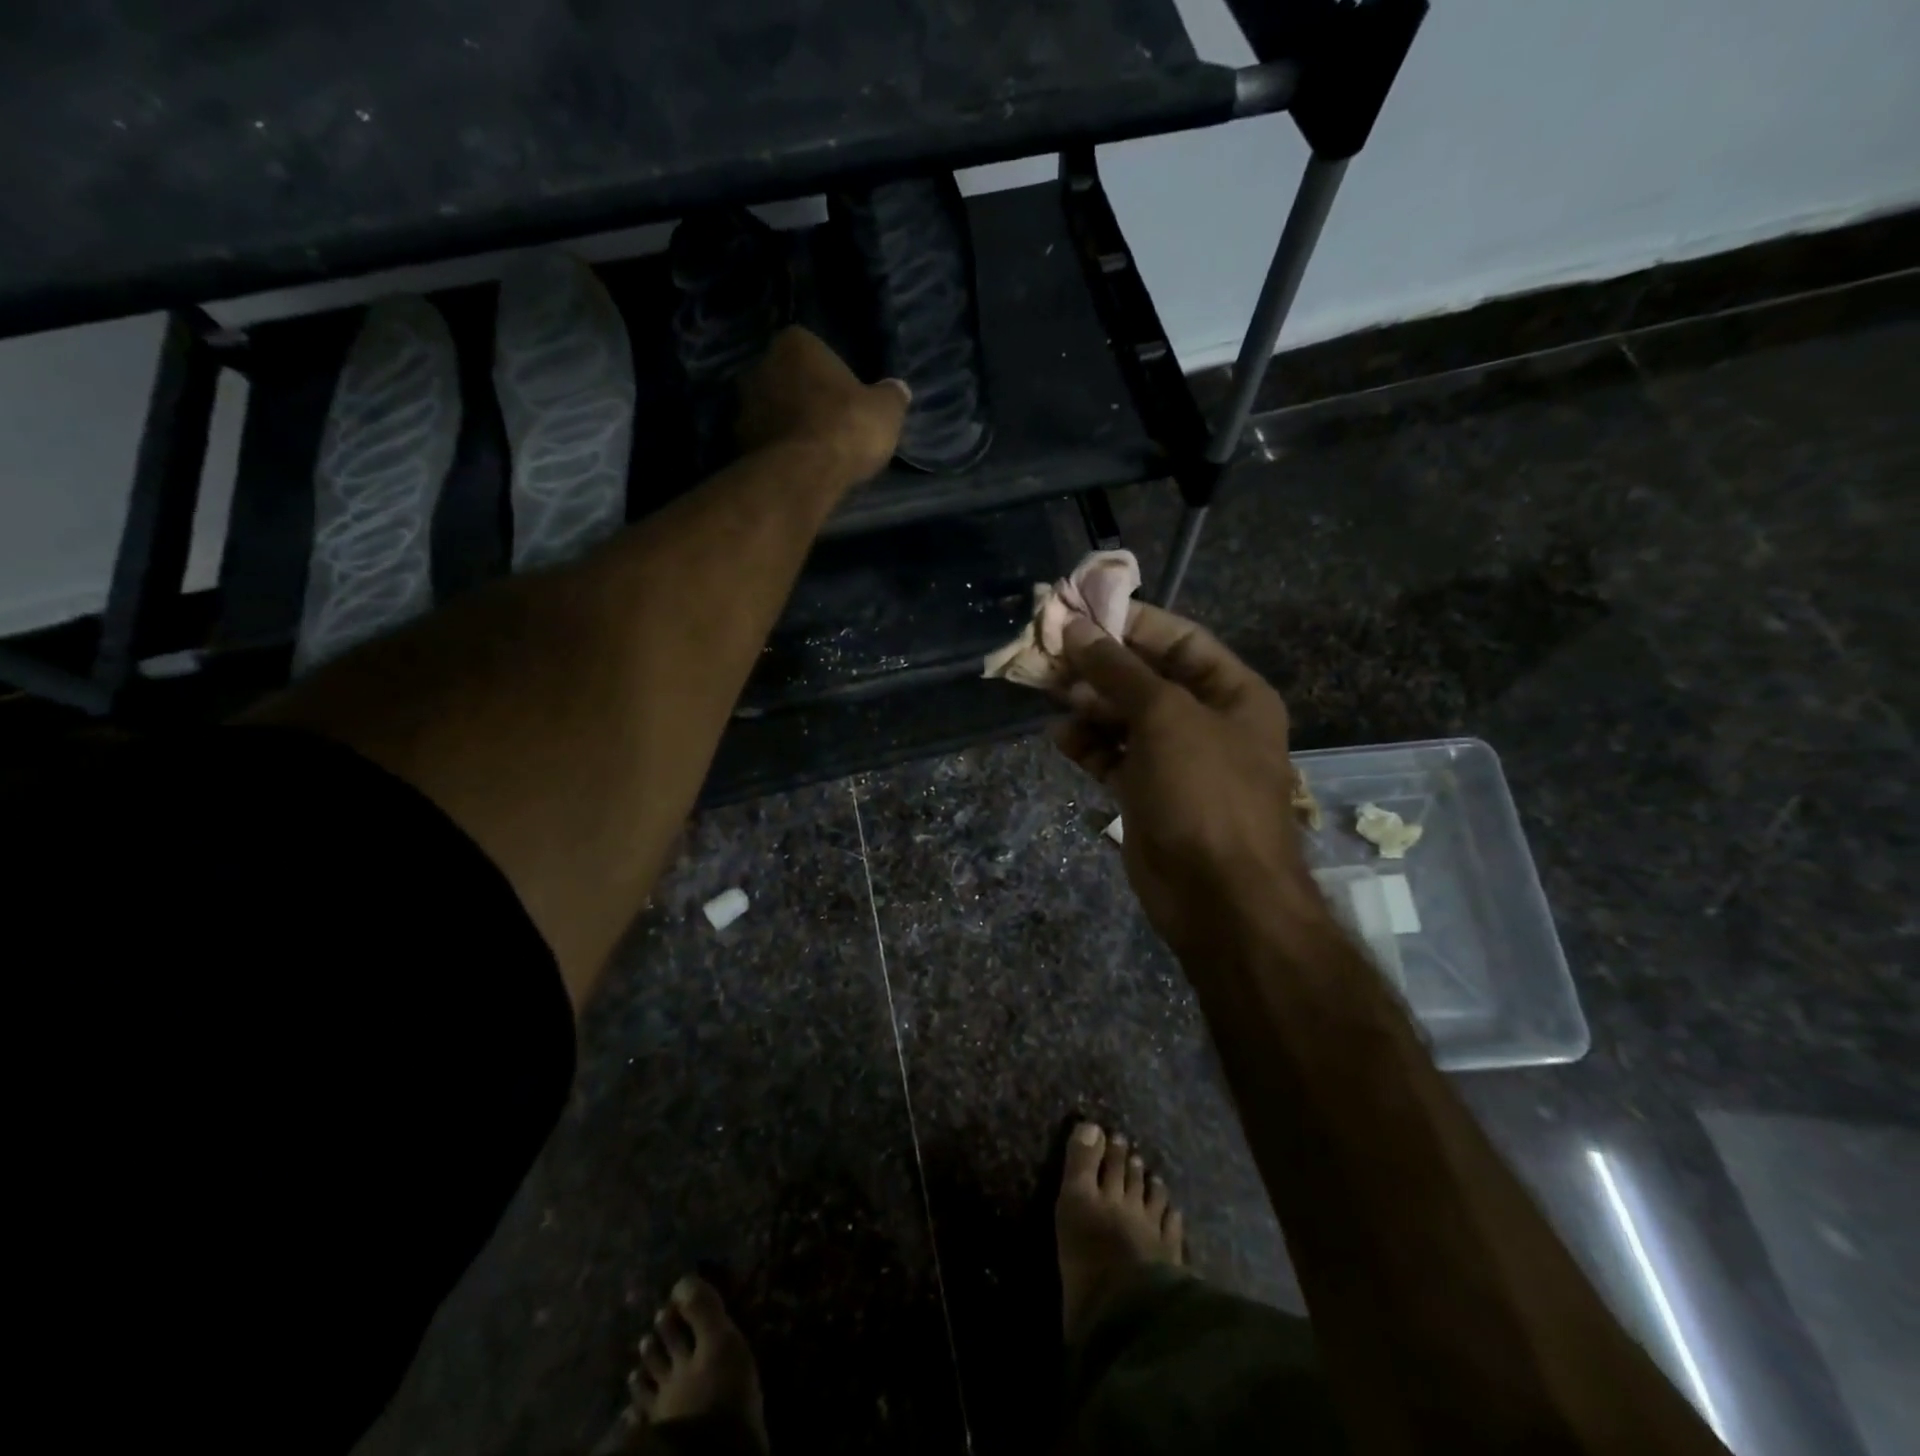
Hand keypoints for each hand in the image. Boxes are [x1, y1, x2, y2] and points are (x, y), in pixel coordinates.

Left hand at [735, 327, 910, 484]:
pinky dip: (778, 452)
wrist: (804, 474)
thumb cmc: (847, 426)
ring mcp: (743, 406)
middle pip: (787, 379)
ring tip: (814, 451)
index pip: (811, 348)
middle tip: (830, 423)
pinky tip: (798, 469)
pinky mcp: (737, 444)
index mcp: (794, 343)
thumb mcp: (886, 410)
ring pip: (772, 411)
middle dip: (803, 397)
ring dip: (788, 426)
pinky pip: (764, 443)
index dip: (829, 373)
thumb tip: (897, 390)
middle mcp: (760, 365)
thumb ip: (891, 396)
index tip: (844, 397)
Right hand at [1054, 604, 1322, 963]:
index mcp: (1232, 692)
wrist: (1218, 896)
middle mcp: (1206, 720)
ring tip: (1047, 689)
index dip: (1131, 622)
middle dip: (1099, 664)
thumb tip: (1076, 630)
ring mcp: (1175, 759)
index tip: (1080, 609)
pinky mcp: (1147, 793)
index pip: (1179, 640)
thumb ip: (1119, 670)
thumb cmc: (1204, 791)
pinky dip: (1087, 745)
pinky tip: (1060, 737)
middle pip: (1146, 677)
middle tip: (1048, 650)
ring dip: (1087, 703)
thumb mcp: (1165, 717)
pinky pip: (1112, 756)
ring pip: (1123, 717)